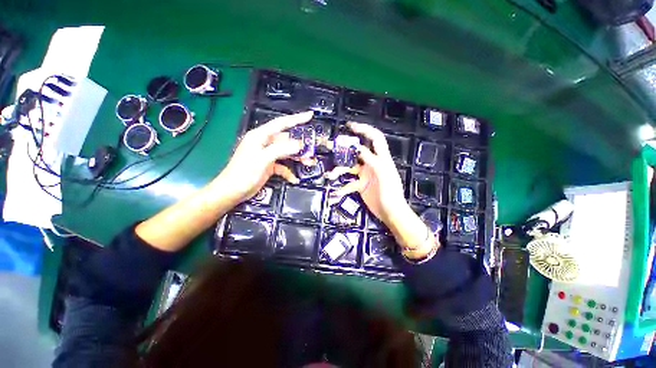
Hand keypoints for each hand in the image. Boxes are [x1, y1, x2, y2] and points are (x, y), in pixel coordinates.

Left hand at [216, 111, 312, 203]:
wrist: (232, 191)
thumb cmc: (243, 173)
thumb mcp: (262, 159)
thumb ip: (281, 150)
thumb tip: (299, 144)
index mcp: (260, 136)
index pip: (281, 124)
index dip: (296, 119)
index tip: (310, 116)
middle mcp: (265, 143)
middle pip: (287, 140)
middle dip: (300, 146)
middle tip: (313, 150)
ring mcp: (268, 155)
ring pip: (287, 153)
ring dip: (297, 158)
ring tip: (309, 163)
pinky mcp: (269, 165)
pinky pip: (283, 166)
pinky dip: (289, 172)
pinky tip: (294, 179)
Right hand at [325, 122, 406, 225]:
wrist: (390, 213)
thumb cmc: (390, 193)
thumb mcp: (383, 174)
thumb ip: (372, 160)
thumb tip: (358, 148)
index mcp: (381, 158)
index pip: (374, 138)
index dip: (364, 129)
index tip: (350, 126)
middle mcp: (371, 164)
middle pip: (356, 152)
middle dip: (343, 148)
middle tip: (329, 145)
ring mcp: (365, 175)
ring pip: (349, 168)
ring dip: (339, 171)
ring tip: (330, 175)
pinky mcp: (360, 185)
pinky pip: (349, 183)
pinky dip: (342, 188)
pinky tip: (336, 193)